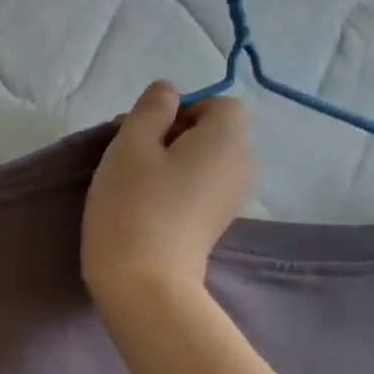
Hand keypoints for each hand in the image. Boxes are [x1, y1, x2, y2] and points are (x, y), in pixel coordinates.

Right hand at [82, 82, 255, 299]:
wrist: (144, 281)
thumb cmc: (133, 205)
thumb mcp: (130, 144)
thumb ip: (151, 108)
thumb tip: (168, 93)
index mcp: (229, 138)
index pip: (217, 103)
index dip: (181, 110)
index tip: (144, 134)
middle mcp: (243, 164)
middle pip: (213, 132)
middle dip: (174, 135)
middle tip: (131, 156)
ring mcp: (233, 198)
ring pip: (204, 161)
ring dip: (172, 162)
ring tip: (135, 183)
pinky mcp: (216, 224)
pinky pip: (201, 187)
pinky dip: (178, 187)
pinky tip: (148, 206)